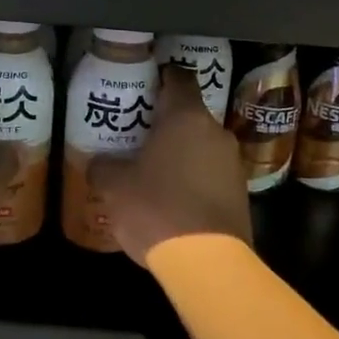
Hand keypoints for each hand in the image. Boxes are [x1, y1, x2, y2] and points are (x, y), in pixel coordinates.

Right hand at [88, 64, 250, 265]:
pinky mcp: (240, 193)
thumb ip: (103, 168)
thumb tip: (97, 163)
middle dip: (165, 123)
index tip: (143, 85)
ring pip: (202, 145)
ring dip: (181, 153)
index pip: (178, 77)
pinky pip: (212, 173)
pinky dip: (194, 178)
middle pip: (190, 114)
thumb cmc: (157, 209)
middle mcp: (215, 131)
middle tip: (137, 135)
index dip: (160, 77)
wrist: (207, 262)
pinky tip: (173, 198)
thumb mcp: (116, 188)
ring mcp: (233, 163)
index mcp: (186, 117)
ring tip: (153, 170)